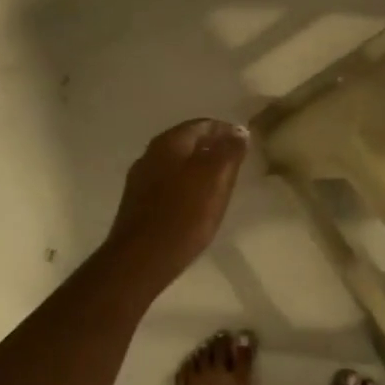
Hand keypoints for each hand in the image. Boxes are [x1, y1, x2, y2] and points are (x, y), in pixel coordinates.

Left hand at [104, 118, 248, 290]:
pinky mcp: (138, 205)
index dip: (226, 131)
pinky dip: (187, 187)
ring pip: (177, 165)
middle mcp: (150, 155)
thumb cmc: (184, 215)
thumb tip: (239, 131)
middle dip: (212, 149)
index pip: (203, 124)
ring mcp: (141, 180)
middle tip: (236, 163)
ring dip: (199, 169)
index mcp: (169, 143)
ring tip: (221, 184)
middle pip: (187, 143)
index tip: (246, 144)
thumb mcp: (215, 178)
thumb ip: (228, 152)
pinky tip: (197, 204)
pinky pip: (168, 186)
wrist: (141, 260)